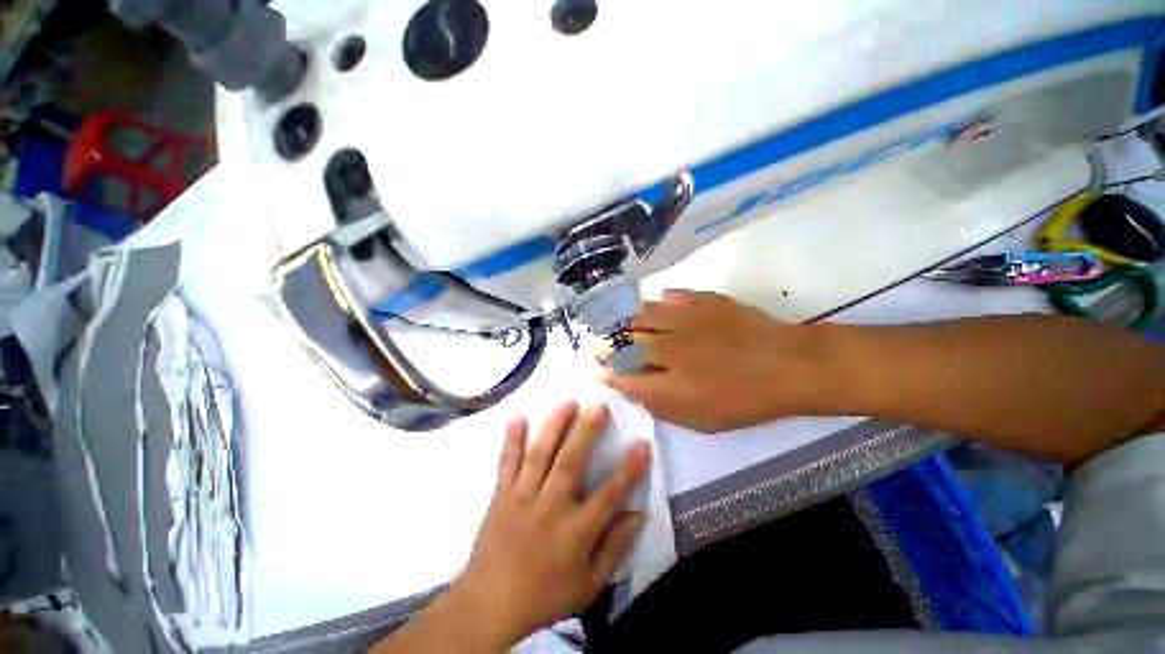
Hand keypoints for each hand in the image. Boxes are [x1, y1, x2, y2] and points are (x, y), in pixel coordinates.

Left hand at [448, 402, 650, 648]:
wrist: (489, 604)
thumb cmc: (544, 595)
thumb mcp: (588, 585)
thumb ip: (614, 548)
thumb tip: (638, 513)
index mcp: (575, 532)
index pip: (609, 495)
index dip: (629, 469)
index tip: (642, 443)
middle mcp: (550, 507)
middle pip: (571, 463)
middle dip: (587, 432)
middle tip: (599, 406)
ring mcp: (522, 497)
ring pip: (541, 454)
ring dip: (554, 426)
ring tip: (568, 401)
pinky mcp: (502, 494)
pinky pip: (507, 462)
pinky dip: (512, 439)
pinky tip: (517, 416)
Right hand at [600, 290, 832, 432]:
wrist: (788, 365)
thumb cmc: (746, 401)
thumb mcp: (702, 420)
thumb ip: (662, 406)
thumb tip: (633, 388)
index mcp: (671, 383)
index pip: (624, 376)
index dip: (605, 372)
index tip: (595, 368)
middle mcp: (671, 349)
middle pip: (625, 343)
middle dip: (604, 344)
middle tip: (594, 342)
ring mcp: (686, 321)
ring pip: (641, 316)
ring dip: (622, 320)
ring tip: (612, 320)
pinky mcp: (703, 301)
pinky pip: (671, 296)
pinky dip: (658, 301)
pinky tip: (656, 304)